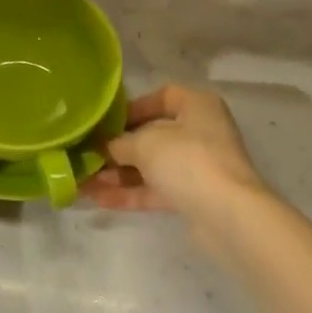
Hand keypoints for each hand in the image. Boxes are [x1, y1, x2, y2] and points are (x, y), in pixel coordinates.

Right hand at [80, 85, 270, 252]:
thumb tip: (105, 146)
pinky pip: (156, 189)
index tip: (106, 121)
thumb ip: (121, 142)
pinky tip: (98, 199)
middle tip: (86, 154)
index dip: (132, 107)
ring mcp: (198, 166)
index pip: (162, 97)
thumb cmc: (188, 161)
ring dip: (119, 173)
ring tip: (83, 181)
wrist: (228, 215)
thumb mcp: (146, 143)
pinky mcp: (193, 197)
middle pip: (153, 134)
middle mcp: (200, 131)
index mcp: (197, 105)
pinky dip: (130, 193)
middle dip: (118, 147)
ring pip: (152, 165)